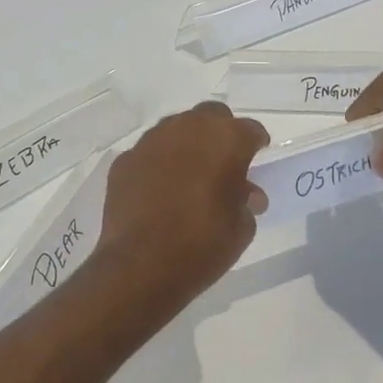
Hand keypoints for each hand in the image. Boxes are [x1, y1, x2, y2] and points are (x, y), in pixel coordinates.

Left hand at [93, 102, 269, 309]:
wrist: (141, 265)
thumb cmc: (203, 244)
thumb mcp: (241, 228)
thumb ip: (246, 202)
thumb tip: (246, 194)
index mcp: (226, 140)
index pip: (250, 130)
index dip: (256, 145)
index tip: (257, 159)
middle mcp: (188, 129)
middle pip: (211, 117)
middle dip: (220, 133)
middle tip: (224, 162)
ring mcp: (152, 142)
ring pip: (177, 129)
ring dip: (187, 145)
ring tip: (190, 175)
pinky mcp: (124, 161)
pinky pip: (150, 153)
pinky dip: (159, 164)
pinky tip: (159, 190)